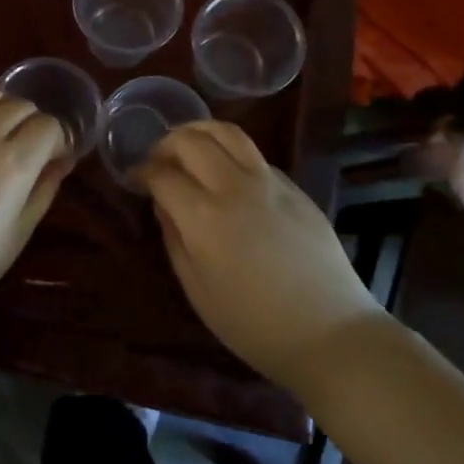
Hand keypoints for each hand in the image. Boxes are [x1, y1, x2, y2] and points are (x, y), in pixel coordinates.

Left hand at [0, 88, 70, 327]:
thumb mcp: (19, 233)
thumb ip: (44, 190)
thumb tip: (60, 163)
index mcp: (13, 160)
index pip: (49, 125)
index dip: (59, 141)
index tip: (56, 161)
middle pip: (22, 105)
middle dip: (35, 123)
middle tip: (33, 151)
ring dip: (6, 109)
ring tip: (4, 136)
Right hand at [142, 122, 379, 392]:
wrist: (330, 333)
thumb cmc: (254, 324)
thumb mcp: (198, 290)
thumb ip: (174, 238)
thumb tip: (163, 203)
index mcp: (204, 217)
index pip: (162, 174)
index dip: (141, 172)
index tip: (134, 179)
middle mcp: (234, 187)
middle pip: (191, 141)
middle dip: (165, 144)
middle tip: (158, 161)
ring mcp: (269, 182)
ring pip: (227, 132)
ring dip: (199, 131)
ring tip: (188, 145)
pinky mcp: (294, 187)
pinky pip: (254, 154)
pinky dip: (230, 151)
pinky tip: (227, 172)